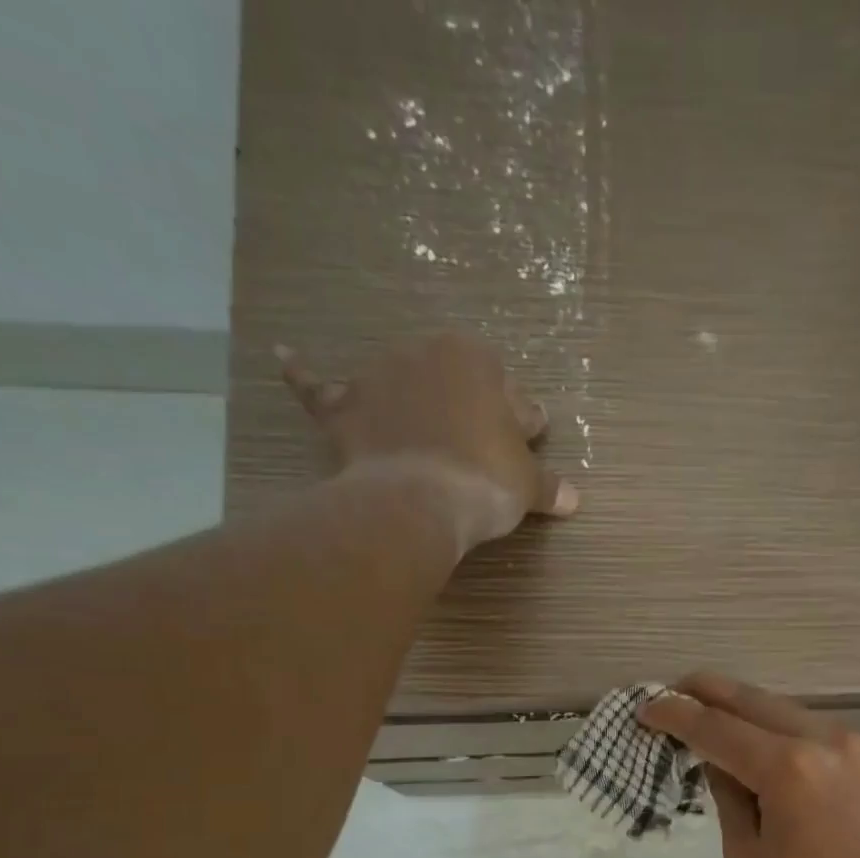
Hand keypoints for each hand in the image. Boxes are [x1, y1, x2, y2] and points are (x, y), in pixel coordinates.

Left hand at [277, 333, 577, 555]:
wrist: (418, 500)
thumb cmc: (484, 480)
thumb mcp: (527, 486)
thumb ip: (549, 487)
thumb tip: (574, 500)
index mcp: (477, 361)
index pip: (511, 396)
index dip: (520, 430)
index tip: (520, 453)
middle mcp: (425, 353)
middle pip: (456, 387)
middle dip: (469, 415)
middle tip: (479, 456)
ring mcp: (378, 377)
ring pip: (401, 387)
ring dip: (411, 404)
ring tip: (420, 437)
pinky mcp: (343, 407)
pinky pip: (319, 387)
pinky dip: (304, 375)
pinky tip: (285, 357)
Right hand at [639, 673, 859, 857]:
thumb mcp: (748, 856)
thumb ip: (726, 797)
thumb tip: (715, 760)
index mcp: (787, 769)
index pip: (716, 728)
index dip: (675, 715)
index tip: (647, 709)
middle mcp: (822, 738)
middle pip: (750, 698)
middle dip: (706, 691)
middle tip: (672, 692)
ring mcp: (852, 739)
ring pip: (782, 708)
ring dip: (743, 709)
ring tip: (712, 719)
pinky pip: (811, 726)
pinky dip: (778, 728)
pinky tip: (761, 745)